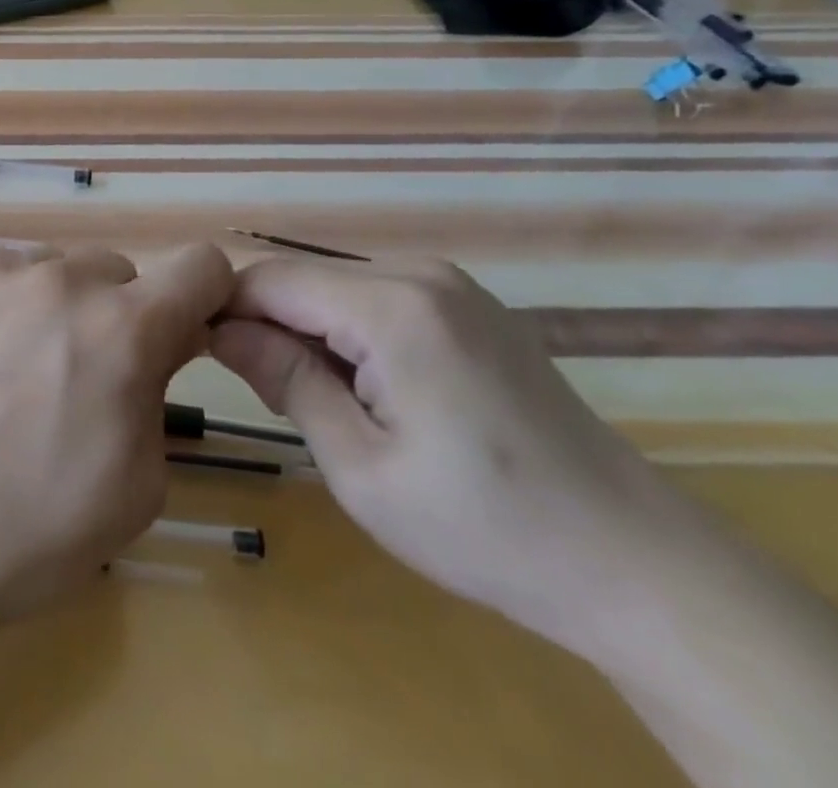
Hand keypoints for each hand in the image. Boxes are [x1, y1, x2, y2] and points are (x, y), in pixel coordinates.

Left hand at [0, 244, 233, 631]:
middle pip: (120, 271)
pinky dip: (10, 309)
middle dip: (121, 315)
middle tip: (89, 376)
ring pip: (59, 272)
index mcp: (123, 328)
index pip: (201, 266)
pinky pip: (5, 280)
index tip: (183, 336)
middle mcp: (62, 281)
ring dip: (62, 308)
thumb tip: (162, 342)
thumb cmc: (34, 528)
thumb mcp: (138, 483)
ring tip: (24, 372)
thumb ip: (161, 393)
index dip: (205, 298)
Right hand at [211, 254, 685, 656]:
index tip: (200, 354)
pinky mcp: (468, 306)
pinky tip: (366, 387)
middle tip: (262, 393)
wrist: (637, 565)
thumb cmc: (486, 528)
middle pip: (303, 278)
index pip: (270, 279)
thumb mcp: (361, 467)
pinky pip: (376, 297)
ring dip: (307, 330)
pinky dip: (347, 331)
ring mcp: (451, 285)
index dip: (224, 310)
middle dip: (267, 323)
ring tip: (314, 398)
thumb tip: (219, 329)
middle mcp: (419, 273)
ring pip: (335, 286)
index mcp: (392, 306)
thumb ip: (284, 380)